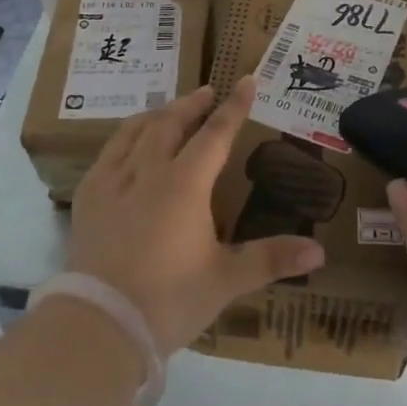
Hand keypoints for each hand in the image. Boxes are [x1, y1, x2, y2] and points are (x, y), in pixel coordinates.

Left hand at [69, 77, 325, 355]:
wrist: (100, 325)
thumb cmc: (169, 300)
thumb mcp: (226, 280)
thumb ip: (271, 259)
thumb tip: (320, 250)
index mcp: (185, 184)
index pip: (215, 134)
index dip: (234, 107)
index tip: (246, 80)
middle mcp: (148, 171)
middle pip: (171, 122)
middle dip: (192, 103)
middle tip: (207, 91)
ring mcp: (112, 182)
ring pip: (136, 131)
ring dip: (157, 115)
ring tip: (169, 109)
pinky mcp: (86, 199)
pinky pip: (107, 153)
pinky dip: (125, 138)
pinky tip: (127, 146)